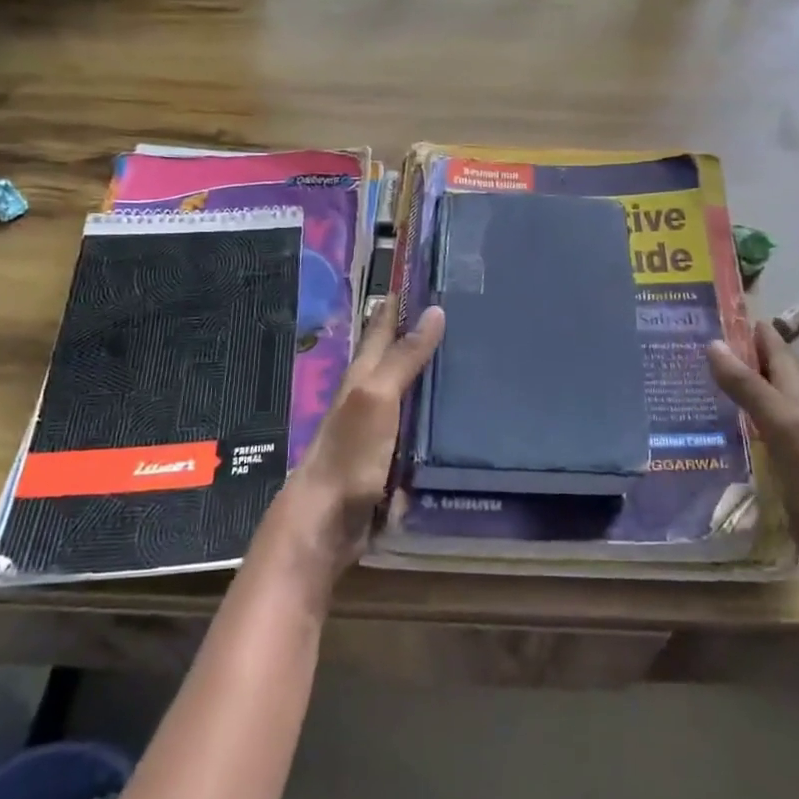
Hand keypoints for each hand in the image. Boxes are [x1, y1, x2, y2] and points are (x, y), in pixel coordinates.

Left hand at [262, 300, 445, 587]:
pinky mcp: (394, 459)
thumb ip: (404, 357)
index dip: (399, 303)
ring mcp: (382, 429)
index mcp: (363, 376)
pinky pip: (421, 429)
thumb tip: (435, 311)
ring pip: (411, 392)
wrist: (327, 522)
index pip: (383, 327)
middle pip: (398, 357)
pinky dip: (438, 417)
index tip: (424, 275)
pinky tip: (460, 417)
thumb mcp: (376, 397)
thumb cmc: (349, 453)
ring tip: (471, 358)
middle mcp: (371, 397)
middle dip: (422, 334)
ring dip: (433, 375)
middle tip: (461, 313)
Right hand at [707, 321, 798, 622]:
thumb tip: (713, 342)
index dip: (746, 325)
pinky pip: (748, 440)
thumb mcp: (788, 430)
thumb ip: (751, 389)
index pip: (771, 348)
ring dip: (726, 389)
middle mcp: (794, 416)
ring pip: (753, 406)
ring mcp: (786, 449)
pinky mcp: (778, 478)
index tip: (706, 305)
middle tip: (682, 339)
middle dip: (730, 353)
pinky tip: (702, 433)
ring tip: (683, 378)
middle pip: (761, 374)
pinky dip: (727, 427)